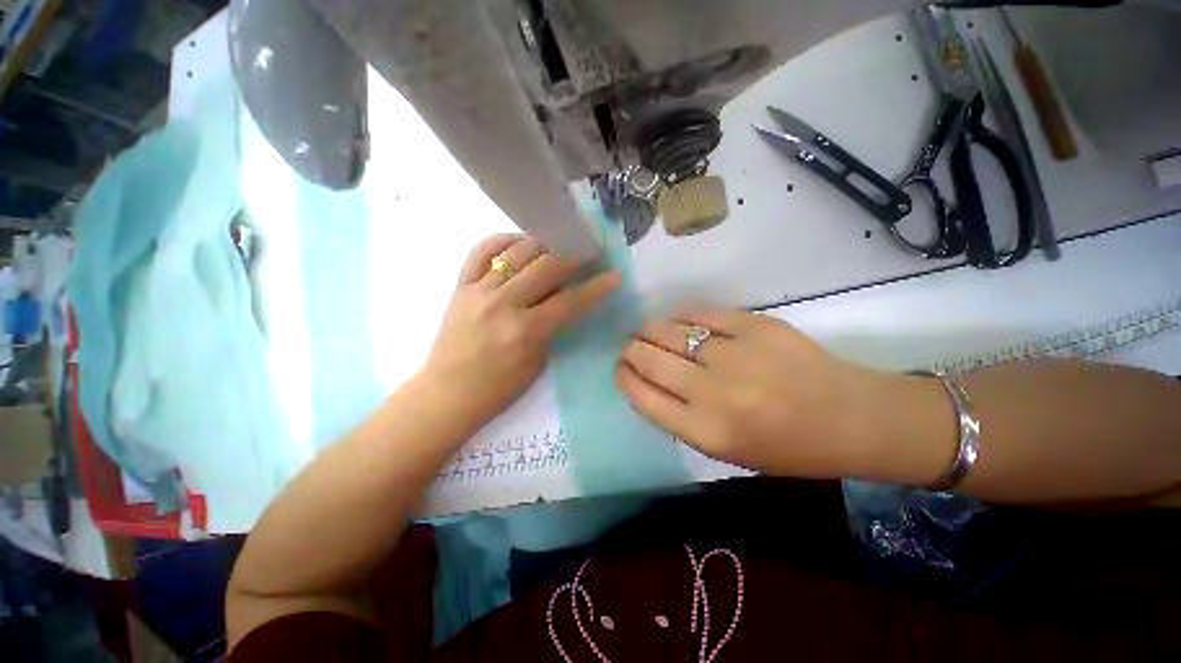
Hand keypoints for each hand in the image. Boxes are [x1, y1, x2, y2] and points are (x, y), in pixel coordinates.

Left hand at [422, 234, 620, 429]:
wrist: (447, 394)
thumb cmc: (498, 389)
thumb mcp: (537, 363)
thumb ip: (553, 328)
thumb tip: (567, 300)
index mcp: (525, 331)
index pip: (570, 300)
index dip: (597, 286)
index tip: (615, 274)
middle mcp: (502, 304)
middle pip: (547, 266)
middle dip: (575, 255)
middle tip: (591, 251)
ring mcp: (478, 290)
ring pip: (517, 252)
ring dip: (545, 243)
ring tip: (560, 242)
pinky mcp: (460, 286)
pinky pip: (481, 251)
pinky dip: (503, 241)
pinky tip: (520, 243)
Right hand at [617, 307, 912, 478]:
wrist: (851, 418)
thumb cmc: (786, 447)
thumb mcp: (724, 450)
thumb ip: (679, 416)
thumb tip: (646, 379)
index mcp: (705, 431)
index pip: (641, 395)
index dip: (623, 376)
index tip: (621, 367)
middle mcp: (712, 392)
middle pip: (647, 357)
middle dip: (630, 349)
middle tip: (631, 346)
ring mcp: (734, 353)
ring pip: (667, 329)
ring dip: (649, 329)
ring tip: (648, 330)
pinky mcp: (754, 324)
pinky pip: (700, 312)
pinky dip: (682, 315)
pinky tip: (679, 319)